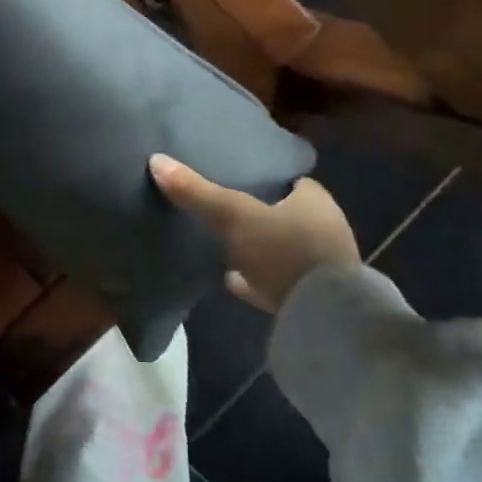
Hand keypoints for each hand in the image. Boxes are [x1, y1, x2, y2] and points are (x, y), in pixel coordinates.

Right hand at [149, 155, 359, 311]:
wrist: (324, 322)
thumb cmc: (286, 253)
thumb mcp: (236, 217)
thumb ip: (198, 192)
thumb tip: (156, 160)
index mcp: (315, 202)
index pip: (290, 181)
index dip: (265, 178)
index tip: (235, 176)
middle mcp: (324, 230)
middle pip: (284, 214)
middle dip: (258, 213)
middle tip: (223, 209)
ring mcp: (320, 268)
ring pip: (281, 249)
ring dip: (257, 248)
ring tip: (221, 243)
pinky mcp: (311, 299)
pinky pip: (277, 282)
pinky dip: (256, 278)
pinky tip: (231, 279)